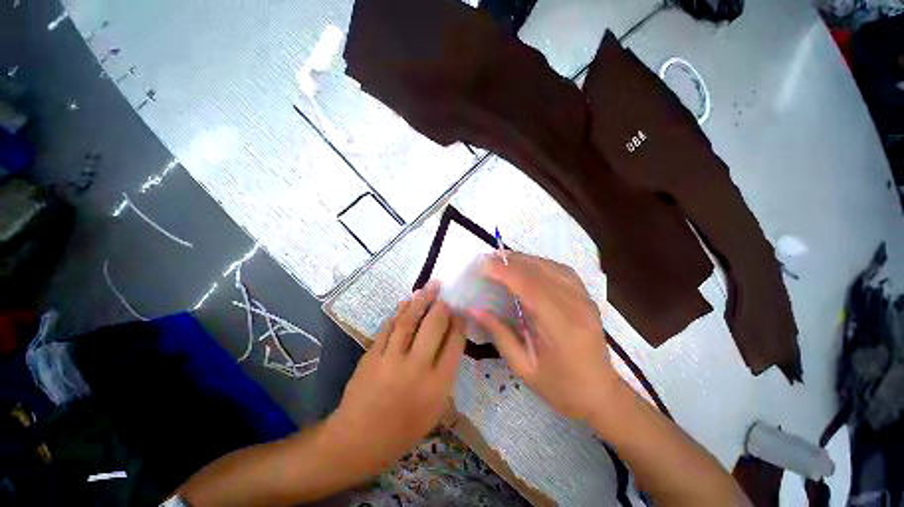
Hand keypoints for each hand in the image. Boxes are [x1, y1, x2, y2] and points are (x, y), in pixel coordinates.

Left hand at [324, 282, 465, 477]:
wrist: (358, 440)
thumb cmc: (402, 430)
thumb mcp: (434, 410)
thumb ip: (444, 375)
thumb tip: (448, 342)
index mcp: (437, 386)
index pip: (454, 344)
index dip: (459, 323)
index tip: (460, 312)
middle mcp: (416, 368)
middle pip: (434, 326)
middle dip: (442, 306)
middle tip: (445, 296)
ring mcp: (391, 360)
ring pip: (409, 321)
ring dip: (420, 300)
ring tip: (429, 287)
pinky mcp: (372, 356)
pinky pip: (388, 328)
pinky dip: (398, 313)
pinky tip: (405, 303)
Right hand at [472, 253, 618, 421]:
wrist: (601, 394)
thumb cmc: (560, 388)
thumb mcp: (523, 368)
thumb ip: (499, 335)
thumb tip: (474, 310)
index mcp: (560, 328)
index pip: (529, 287)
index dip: (504, 272)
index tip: (483, 266)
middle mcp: (575, 306)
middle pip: (539, 272)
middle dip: (510, 261)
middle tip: (487, 261)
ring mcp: (585, 299)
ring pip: (550, 266)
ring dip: (524, 260)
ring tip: (502, 261)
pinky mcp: (587, 297)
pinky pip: (562, 270)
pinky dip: (540, 263)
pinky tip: (528, 267)